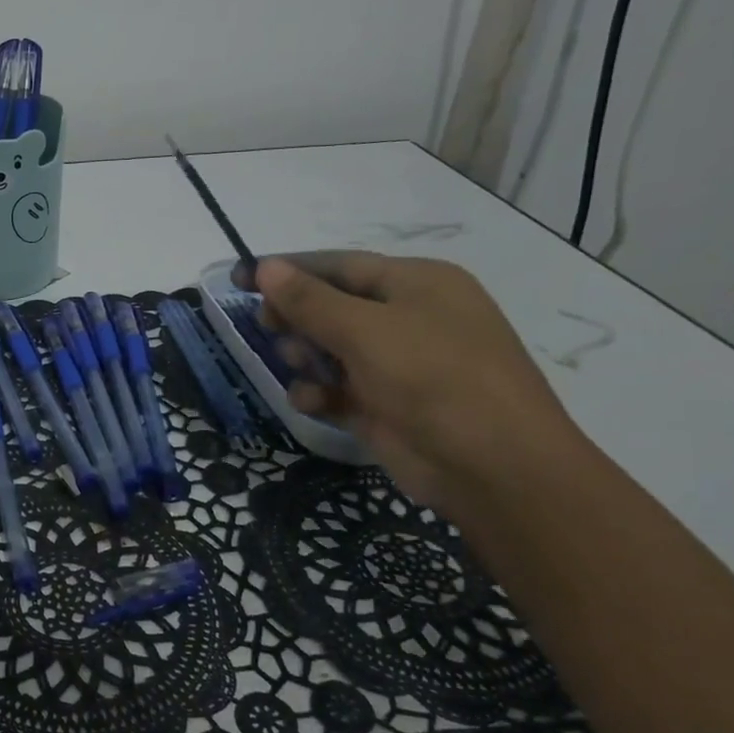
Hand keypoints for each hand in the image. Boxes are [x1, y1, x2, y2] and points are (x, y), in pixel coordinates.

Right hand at [248, 252, 583, 511]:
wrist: (493, 467)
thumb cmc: (433, 378)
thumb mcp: (366, 330)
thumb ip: (310, 300)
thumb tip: (266, 267)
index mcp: (415, 284)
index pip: (338, 265)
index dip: (287, 270)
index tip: (240, 277)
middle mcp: (406, 318)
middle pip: (330, 306)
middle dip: (296, 317)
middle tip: (267, 327)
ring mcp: (396, 365)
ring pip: (328, 349)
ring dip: (305, 356)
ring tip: (302, 367)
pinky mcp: (383, 405)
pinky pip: (336, 388)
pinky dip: (319, 392)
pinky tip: (314, 403)